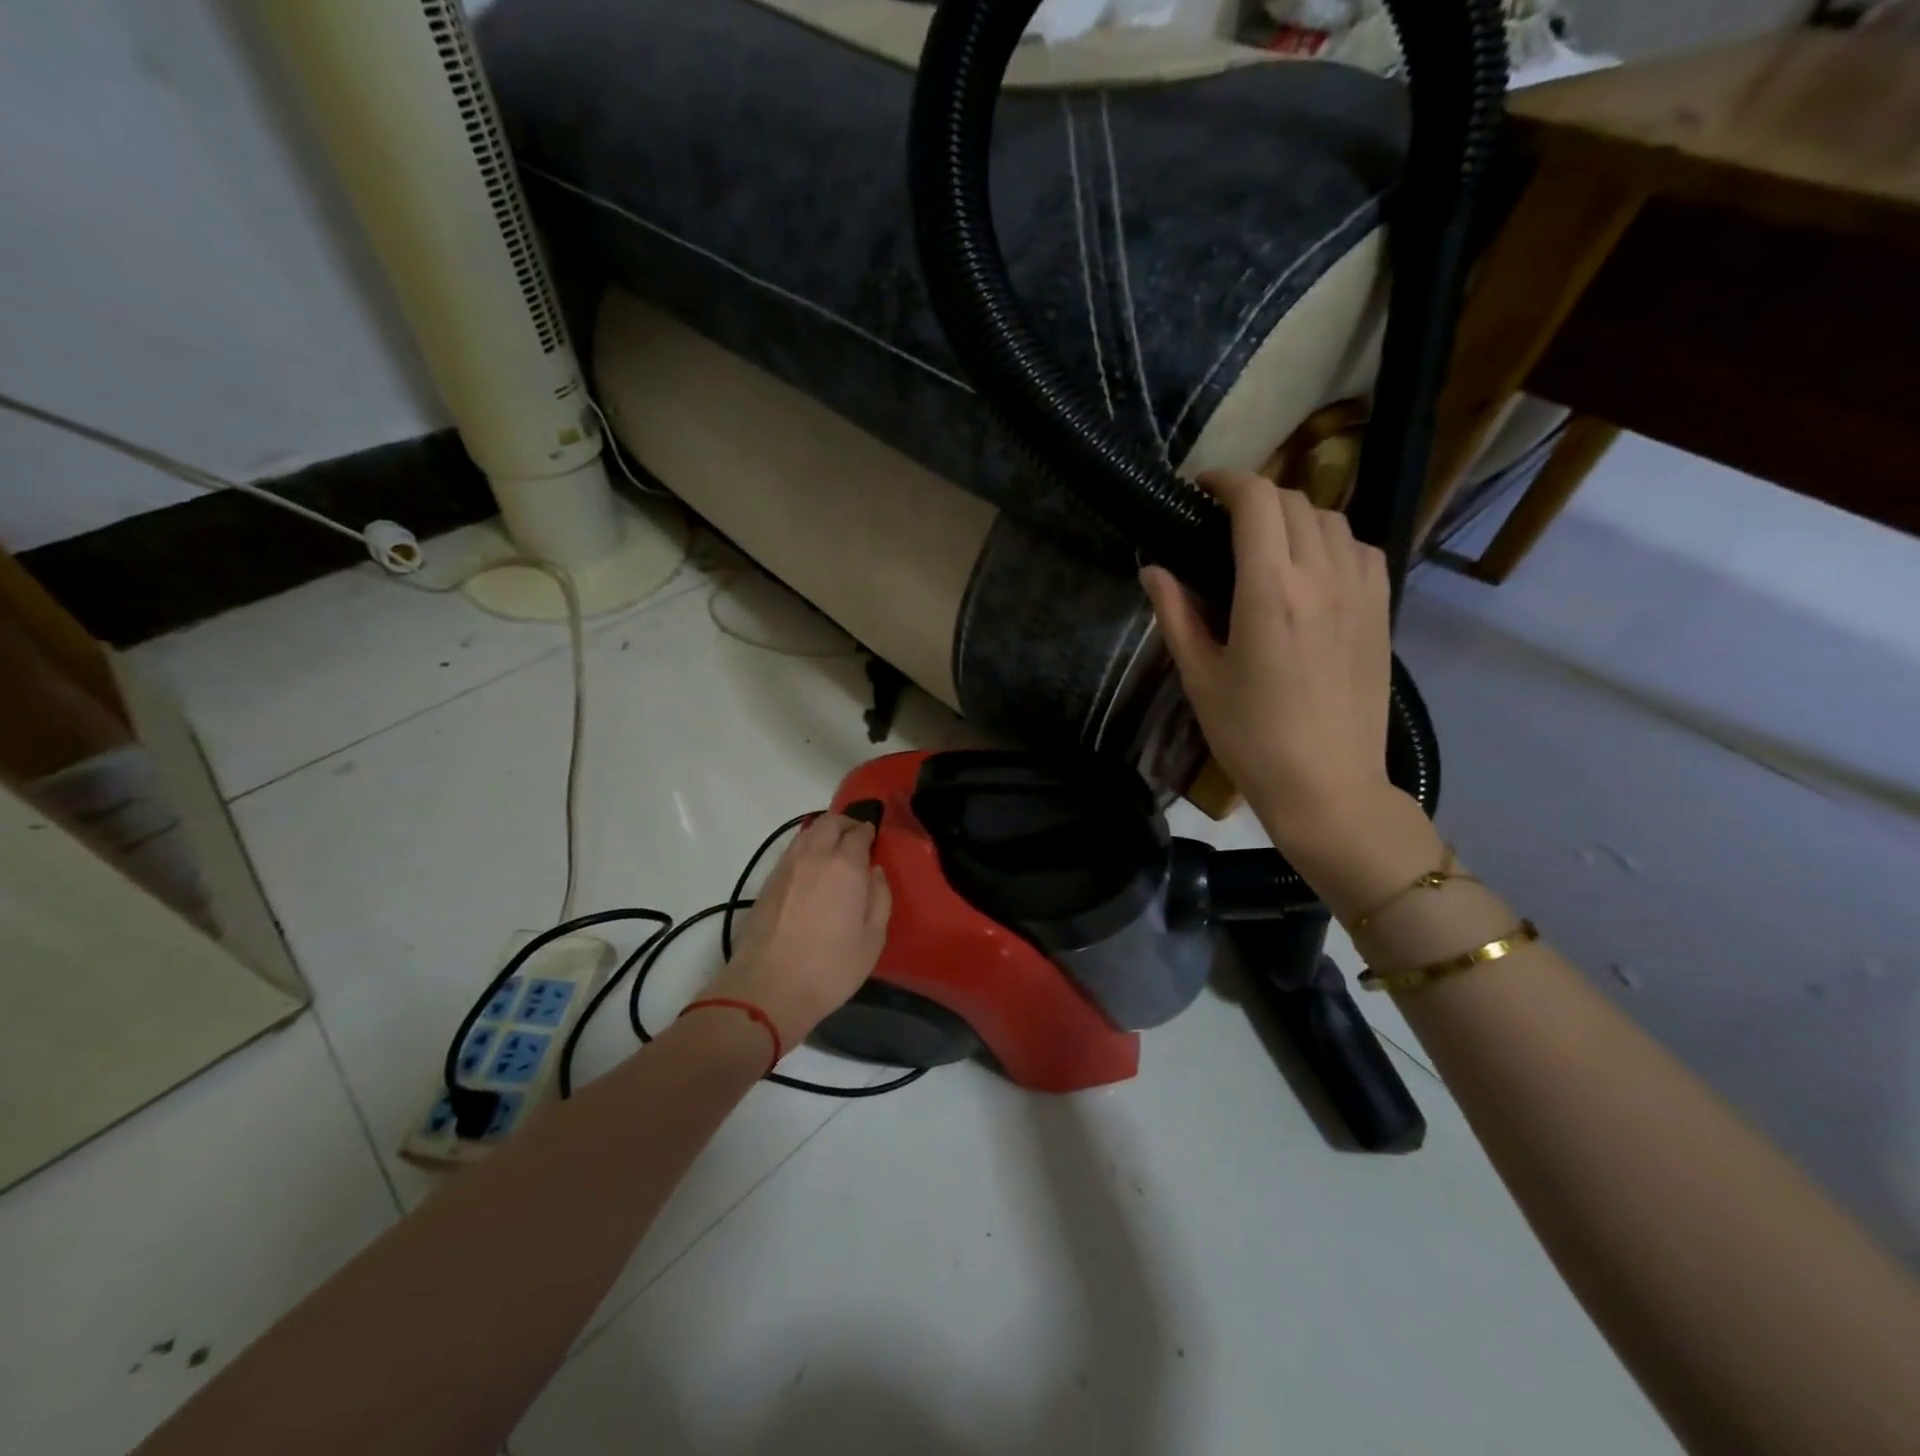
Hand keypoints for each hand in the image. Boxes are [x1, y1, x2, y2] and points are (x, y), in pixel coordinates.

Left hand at [704, 813, 891, 1047]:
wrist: (767, 989)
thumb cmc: (830, 968)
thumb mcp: (872, 940)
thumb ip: (880, 899)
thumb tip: (875, 872)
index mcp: (845, 866)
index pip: (859, 833)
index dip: (868, 832)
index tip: (874, 838)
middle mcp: (814, 856)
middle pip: (829, 823)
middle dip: (845, 824)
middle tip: (856, 838)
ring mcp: (786, 867)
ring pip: (807, 833)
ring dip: (823, 834)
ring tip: (834, 851)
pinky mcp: (767, 882)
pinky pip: (792, 851)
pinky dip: (806, 849)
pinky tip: (812, 870)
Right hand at [1141, 472, 1403, 866]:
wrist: (1327, 785)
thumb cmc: (1250, 737)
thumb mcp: (1200, 677)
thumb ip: (1176, 614)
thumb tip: (1153, 569)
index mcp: (1271, 590)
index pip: (1258, 501)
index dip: (1228, 480)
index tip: (1202, 488)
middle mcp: (1323, 576)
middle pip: (1295, 502)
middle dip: (1256, 498)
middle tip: (1224, 523)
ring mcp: (1362, 591)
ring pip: (1333, 520)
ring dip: (1295, 516)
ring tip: (1267, 545)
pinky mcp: (1383, 611)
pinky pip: (1362, 549)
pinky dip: (1333, 541)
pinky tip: (1313, 570)